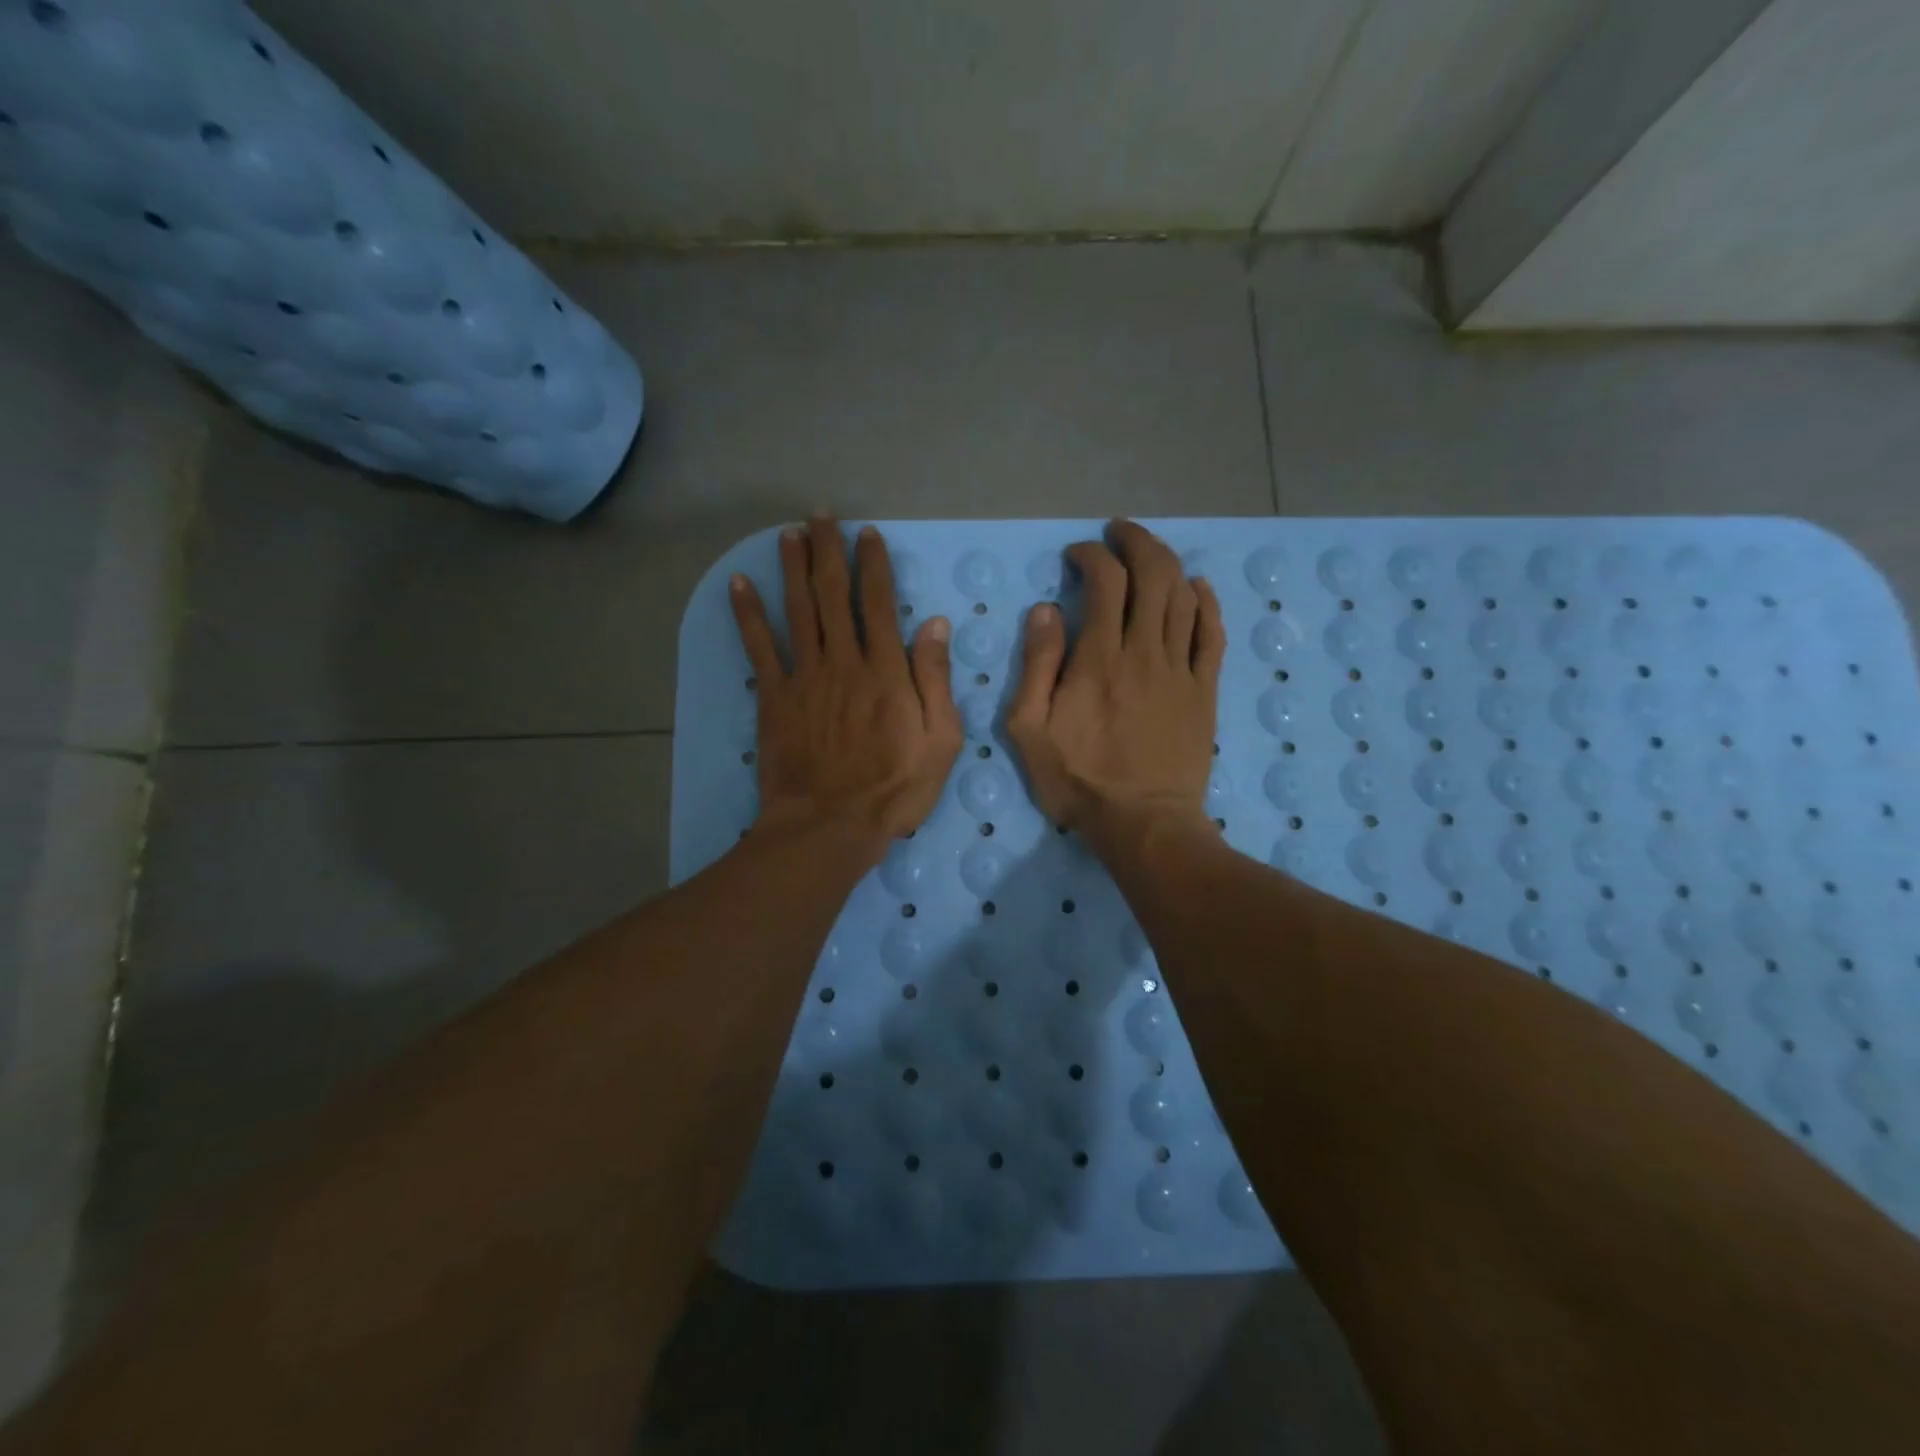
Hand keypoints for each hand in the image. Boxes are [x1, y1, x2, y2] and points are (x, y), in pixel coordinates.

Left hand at [731, 516, 963, 855]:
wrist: (831, 825)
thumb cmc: (895, 789)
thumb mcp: (941, 740)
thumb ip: (936, 680)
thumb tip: (935, 624)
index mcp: (886, 670)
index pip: (879, 604)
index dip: (873, 565)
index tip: (868, 534)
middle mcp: (843, 661)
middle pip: (833, 595)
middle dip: (828, 551)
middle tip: (820, 515)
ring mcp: (805, 677)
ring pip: (797, 610)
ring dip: (792, 568)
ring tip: (788, 533)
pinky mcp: (773, 697)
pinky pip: (759, 647)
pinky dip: (747, 614)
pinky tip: (738, 583)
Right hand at [1006, 520, 1224, 844]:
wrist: (1143, 822)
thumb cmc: (1079, 780)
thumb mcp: (1029, 729)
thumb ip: (1036, 666)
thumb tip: (1047, 611)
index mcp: (1099, 657)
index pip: (1105, 581)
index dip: (1092, 556)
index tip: (1076, 556)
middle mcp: (1145, 651)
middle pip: (1153, 574)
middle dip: (1136, 542)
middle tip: (1118, 534)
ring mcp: (1181, 669)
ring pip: (1184, 596)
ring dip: (1168, 564)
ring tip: (1149, 554)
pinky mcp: (1204, 690)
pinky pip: (1212, 634)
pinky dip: (1206, 602)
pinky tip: (1198, 587)